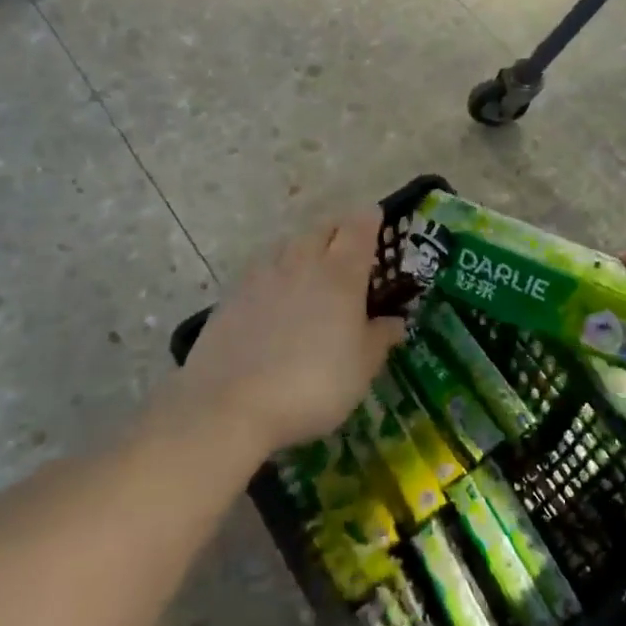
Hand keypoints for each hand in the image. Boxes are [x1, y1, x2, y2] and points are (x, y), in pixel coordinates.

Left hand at [184, 209, 405, 453]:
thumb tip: (395, 321)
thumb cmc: (313, 385)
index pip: (359, 228)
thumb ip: (380, 338)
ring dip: (305, 246)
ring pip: (289, 243)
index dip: (370, 219)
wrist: (230, 406)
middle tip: (349, 245)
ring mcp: (262, 275)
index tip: (377, 218)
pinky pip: (261, 267)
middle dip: (338, 229)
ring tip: (311, 266)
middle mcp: (302, 262)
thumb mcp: (361, 368)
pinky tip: (275, 293)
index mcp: (341, 274)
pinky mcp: (232, 294)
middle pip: (322, 227)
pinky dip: (275, 270)